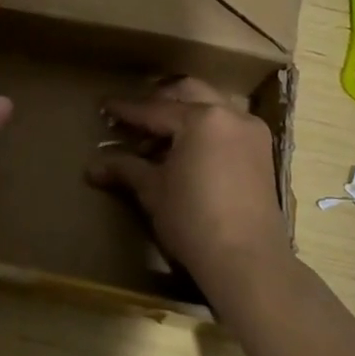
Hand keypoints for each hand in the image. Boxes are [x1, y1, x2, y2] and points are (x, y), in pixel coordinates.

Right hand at [87, 78, 290, 293]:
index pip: (154, 109)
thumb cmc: (193, 220)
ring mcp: (251, 132)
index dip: (126, 110)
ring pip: (211, 107)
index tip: (105, 106)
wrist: (247, 261)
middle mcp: (230, 115)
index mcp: (202, 118)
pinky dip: (204, 130)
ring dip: (183, 115)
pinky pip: (227, 126)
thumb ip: (126, 168)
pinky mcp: (262, 153)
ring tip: (158, 138)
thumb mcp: (153, 191)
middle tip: (134, 117)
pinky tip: (186, 151)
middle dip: (158, 101)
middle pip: (187, 94)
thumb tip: (93, 167)